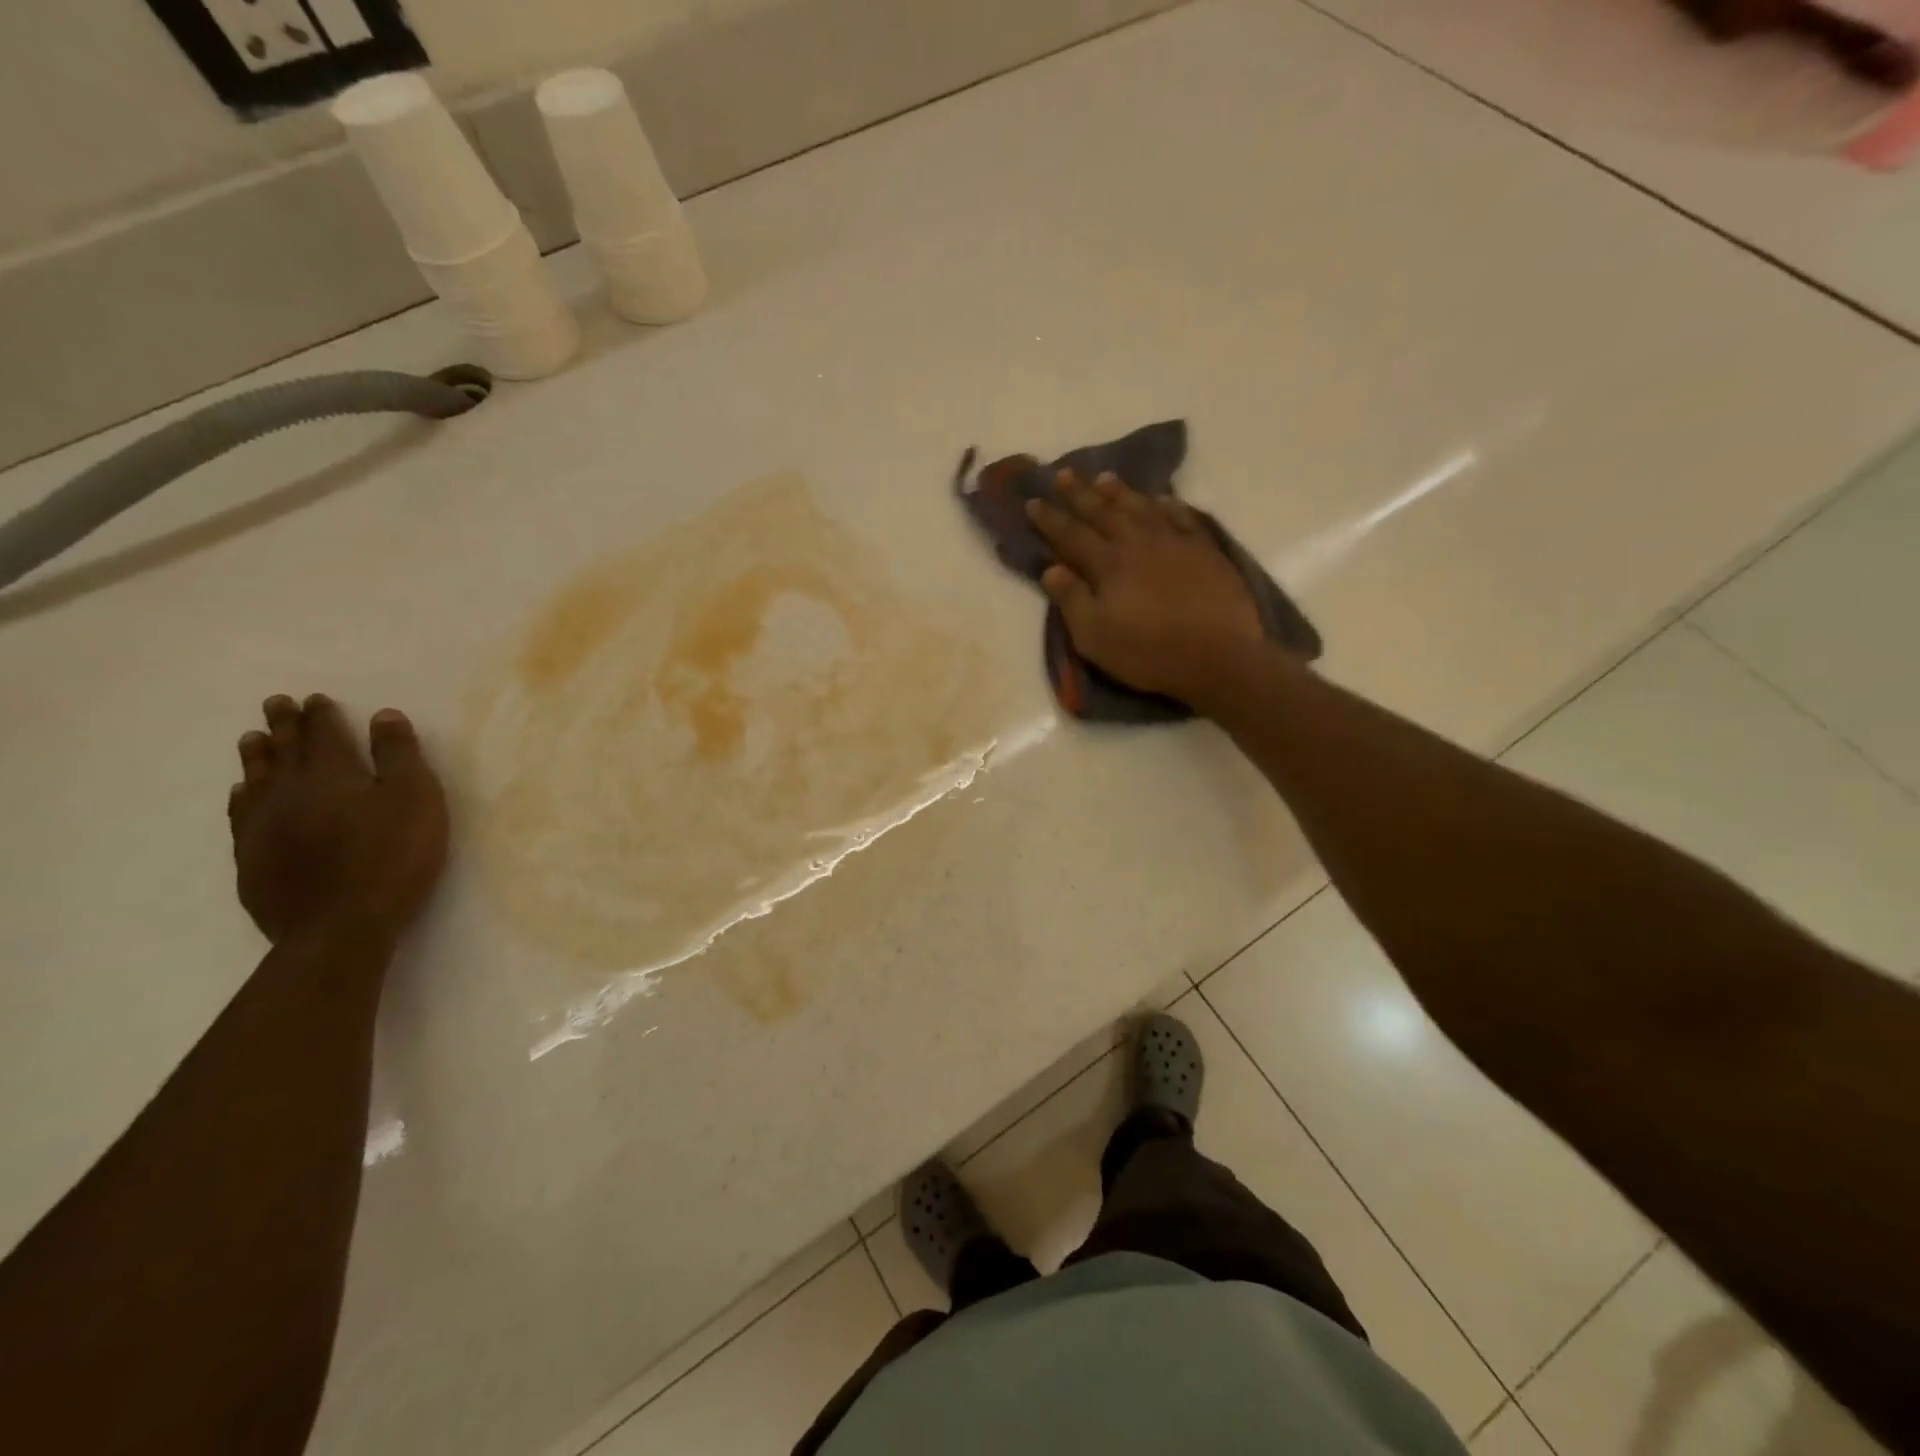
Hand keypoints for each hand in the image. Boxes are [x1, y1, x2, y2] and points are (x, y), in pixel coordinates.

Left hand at [227, 695, 449, 944]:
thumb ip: (399, 756)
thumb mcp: (415, 800)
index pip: (325, 736)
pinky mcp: (253, 859)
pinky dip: (242, 797)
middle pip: (284, 752)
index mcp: (333, 776)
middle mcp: (290, 793)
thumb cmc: (391, 857)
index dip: (321, 716)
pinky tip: (242, 793)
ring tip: (252, 739)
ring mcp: (264, 828)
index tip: (314, 698)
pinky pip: (241, 816)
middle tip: (275, 703)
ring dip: (257, 757)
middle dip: (284, 726)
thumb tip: (383, 715)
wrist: (340, 926)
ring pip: (256, 781)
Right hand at [1025, 470, 1282, 711]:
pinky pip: (1182, 516)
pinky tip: (1161, 498)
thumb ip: (1071, 600)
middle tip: (1063, 473)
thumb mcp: (1094, 637)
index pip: (1071, 535)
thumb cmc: (1149, 652)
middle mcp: (1138, 542)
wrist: (1219, 656)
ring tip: (1104, 477)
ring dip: (1119, 491)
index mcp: (1108, 564)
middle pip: (1103, 511)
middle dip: (1079, 493)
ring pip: (1141, 507)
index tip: (1033, 501)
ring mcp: (1174, 542)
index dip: (1050, 518)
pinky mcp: (1204, 549)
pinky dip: (1167, 504)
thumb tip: (1051, 569)